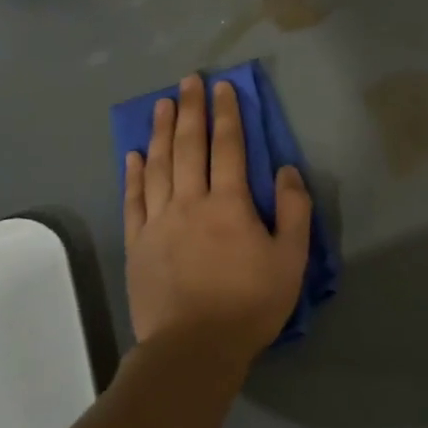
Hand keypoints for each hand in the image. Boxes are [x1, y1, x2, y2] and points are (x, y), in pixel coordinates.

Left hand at [124, 74, 313, 371]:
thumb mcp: (290, 259)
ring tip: (162, 105)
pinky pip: (133, 199)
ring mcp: (158, 222)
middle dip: (191, 110)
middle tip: (188, 80)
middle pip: (188, 146)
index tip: (224, 87)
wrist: (194, 347)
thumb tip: (286, 170)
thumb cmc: (250, 303)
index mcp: (229, 204)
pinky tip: (133, 154)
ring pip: (157, 166)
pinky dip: (133, 174)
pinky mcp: (137, 243)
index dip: (227, 114)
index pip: (228, 147)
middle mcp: (190, 202)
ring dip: (161, 132)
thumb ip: (294, 210)